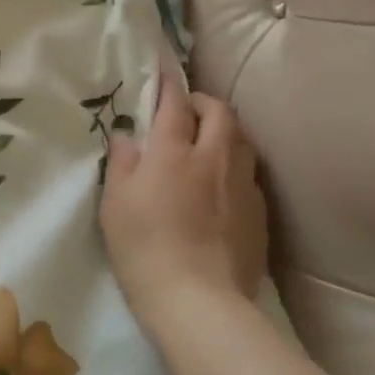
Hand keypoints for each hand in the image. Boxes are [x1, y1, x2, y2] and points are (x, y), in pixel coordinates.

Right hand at [100, 66, 267, 329]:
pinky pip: (249, 174)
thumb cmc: (144, 247)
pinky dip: (235, 165)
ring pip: (242, 141)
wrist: (199, 301)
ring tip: (209, 140)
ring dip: (226, 131)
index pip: (175, 104)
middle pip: (221, 113)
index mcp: (174, 153)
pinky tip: (222, 184)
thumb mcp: (115, 203)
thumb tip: (127, 135)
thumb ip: (122, 162)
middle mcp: (214, 159)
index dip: (169, 85)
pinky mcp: (259, 215)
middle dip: (205, 102)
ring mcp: (242, 187)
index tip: (164, 72)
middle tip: (189, 108)